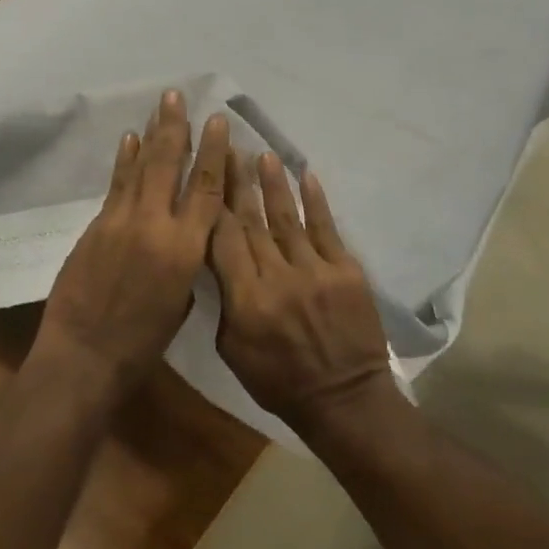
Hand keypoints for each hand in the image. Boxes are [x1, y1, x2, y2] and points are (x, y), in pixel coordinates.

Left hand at [31, 91, 228, 396]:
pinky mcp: (97, 225)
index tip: (218, 123)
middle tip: (178, 96)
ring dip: (151, 134)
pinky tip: (130, 139)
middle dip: (177, 127)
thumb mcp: (180, 306)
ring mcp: (122, 221)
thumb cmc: (141, 345)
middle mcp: (156, 226)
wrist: (84, 356)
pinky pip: (117, 185)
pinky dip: (125, 160)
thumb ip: (188, 263)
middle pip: (170, 165)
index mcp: (186, 250)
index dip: (214, 153)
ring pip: (141, 168)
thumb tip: (188, 238)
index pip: (206, 189)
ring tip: (159, 106)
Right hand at [208, 151, 392, 435]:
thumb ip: (222, 301)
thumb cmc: (278, 380)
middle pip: (251, 221)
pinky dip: (316, 201)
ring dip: (273, 184)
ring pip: (287, 218)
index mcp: (246, 300)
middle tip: (227, 148)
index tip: (202, 173)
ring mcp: (316, 272)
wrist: (344, 400)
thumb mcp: (232, 349)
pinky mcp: (346, 272)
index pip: (223, 239)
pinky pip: (327, 229)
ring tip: (262, 154)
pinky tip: (306, 175)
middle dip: (236, 183)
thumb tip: (214, 258)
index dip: (212, 203)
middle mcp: (278, 277)